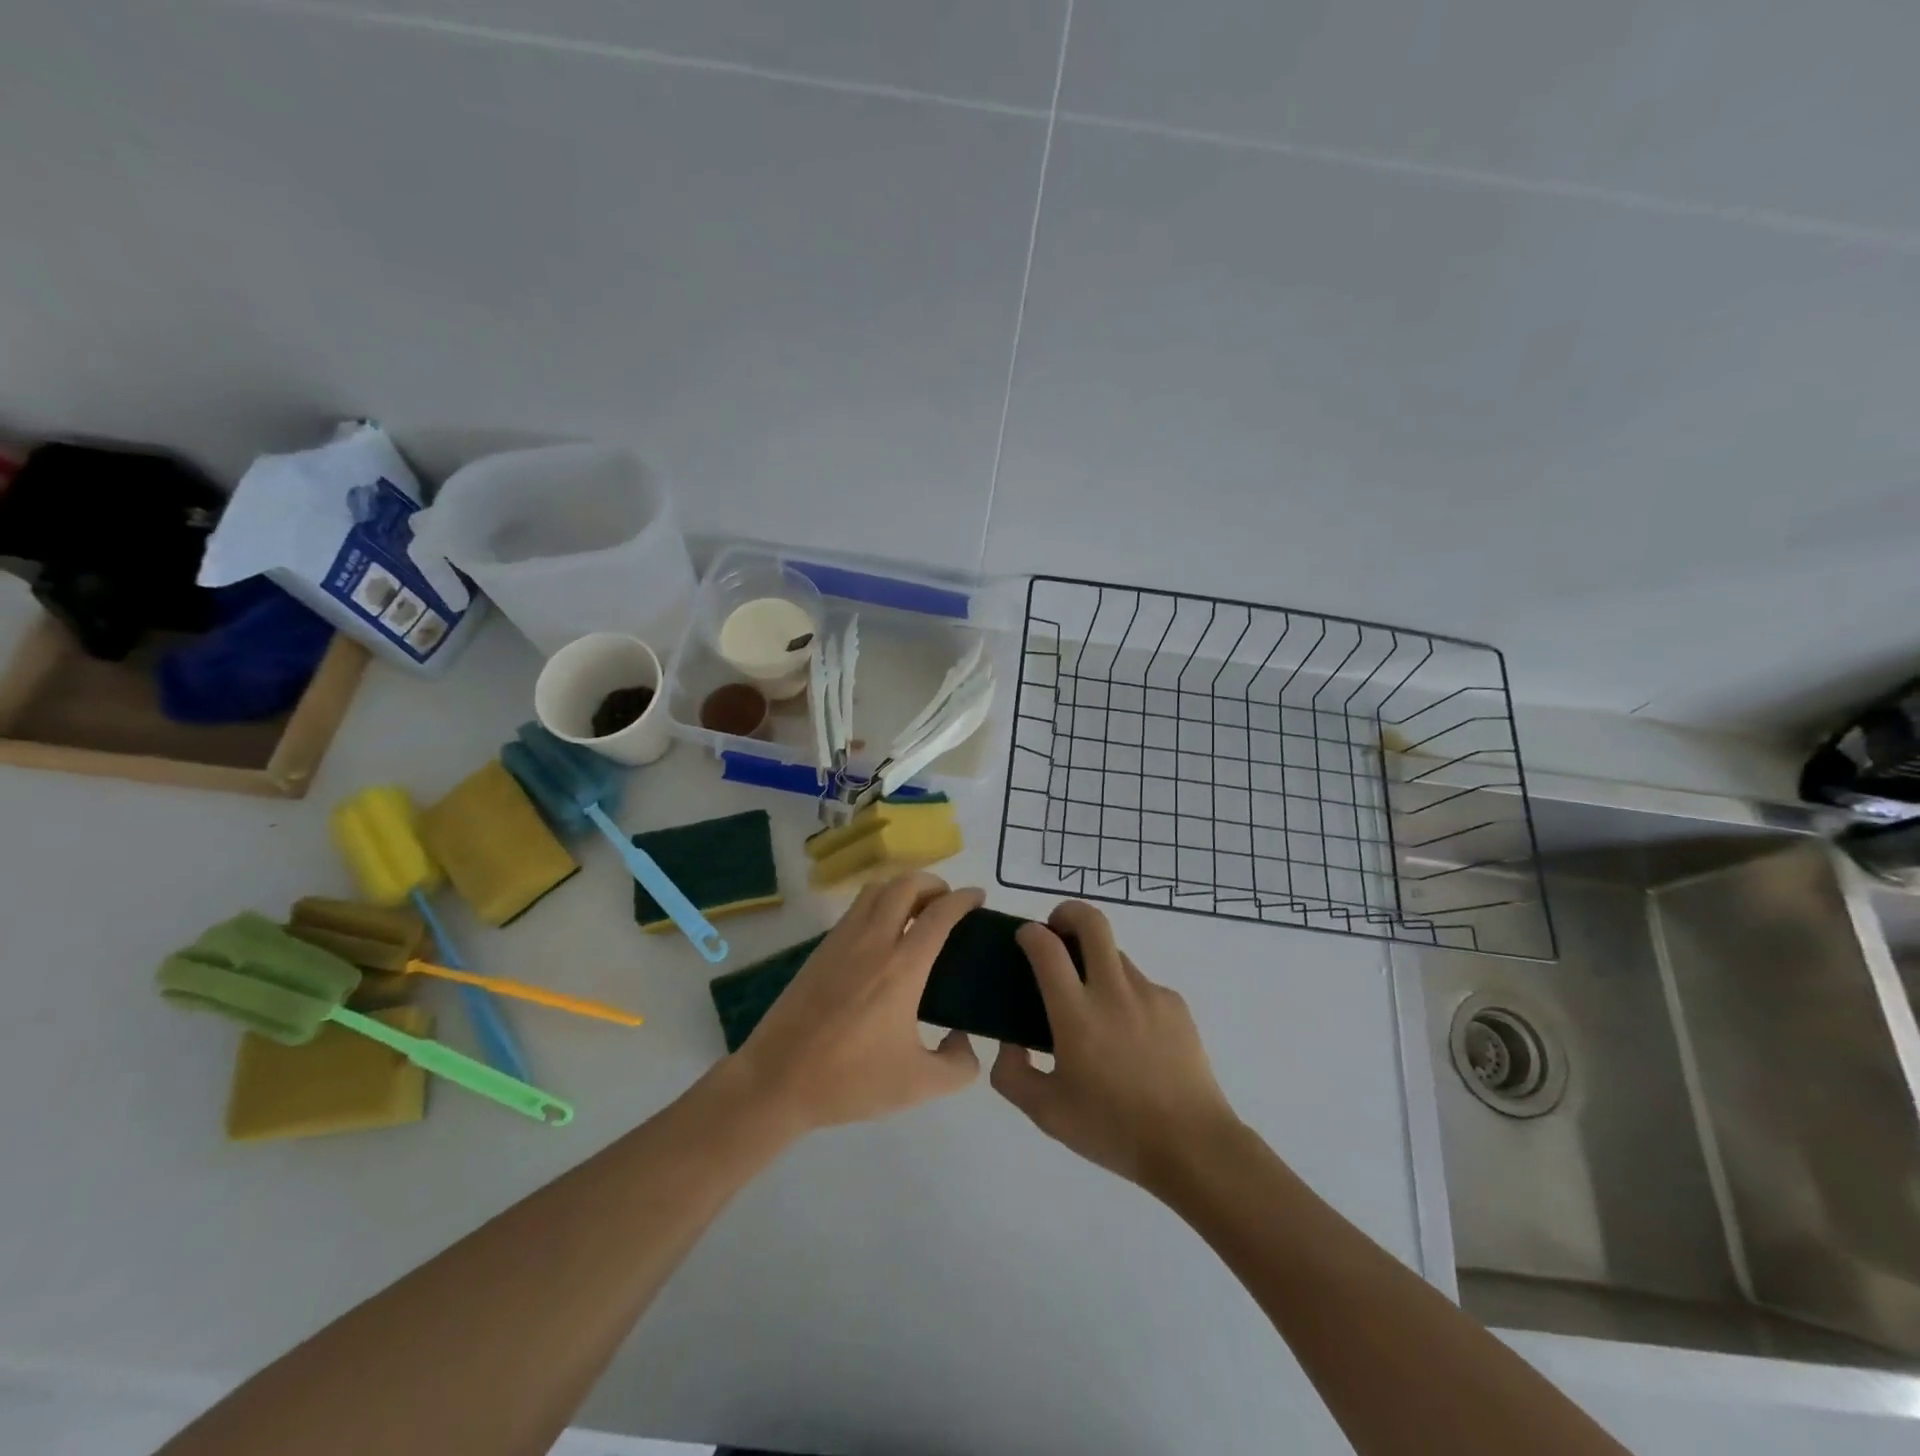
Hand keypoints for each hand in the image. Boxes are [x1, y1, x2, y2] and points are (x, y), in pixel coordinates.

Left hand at [733, 873, 983, 1133]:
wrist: (777, 1080)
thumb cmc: (850, 1080)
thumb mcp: (918, 1086)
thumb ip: (958, 1065)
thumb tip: (965, 1039)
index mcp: (903, 967)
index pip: (940, 913)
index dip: (964, 898)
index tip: (978, 897)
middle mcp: (874, 941)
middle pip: (906, 884)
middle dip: (933, 883)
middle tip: (946, 904)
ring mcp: (842, 940)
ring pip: (876, 889)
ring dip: (902, 888)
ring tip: (916, 911)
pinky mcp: (821, 949)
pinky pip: (856, 908)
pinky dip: (878, 903)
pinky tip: (882, 933)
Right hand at [991, 901, 1239, 1189]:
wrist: (1193, 1147)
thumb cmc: (1113, 1129)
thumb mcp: (1046, 1113)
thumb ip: (1013, 1074)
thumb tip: (1009, 1043)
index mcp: (1076, 1013)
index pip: (1047, 947)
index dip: (1030, 933)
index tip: (1024, 938)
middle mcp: (1113, 990)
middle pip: (1092, 921)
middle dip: (1068, 912)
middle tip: (1057, 932)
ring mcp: (1149, 994)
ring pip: (1116, 954)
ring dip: (1096, 961)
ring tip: (1093, 1005)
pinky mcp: (1176, 1005)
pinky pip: (1142, 985)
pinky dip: (1126, 994)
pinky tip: (1129, 1036)